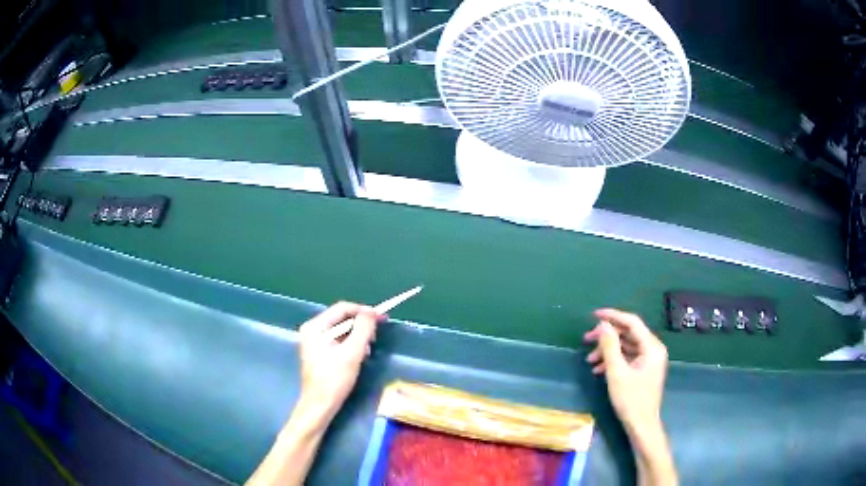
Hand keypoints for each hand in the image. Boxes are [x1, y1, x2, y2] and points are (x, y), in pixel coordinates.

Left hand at [295, 302, 385, 428]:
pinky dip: (351, 345)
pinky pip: (339, 341)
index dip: (363, 311)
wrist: (320, 405)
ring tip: (368, 350)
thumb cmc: (334, 379)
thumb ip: (363, 329)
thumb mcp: (352, 353)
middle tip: (376, 337)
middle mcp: (313, 330)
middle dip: (361, 326)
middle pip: (342, 319)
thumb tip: (371, 311)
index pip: (342, 308)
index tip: (382, 318)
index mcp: (315, 327)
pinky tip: (360, 356)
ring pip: (342, 330)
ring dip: (358, 337)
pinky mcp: (320, 352)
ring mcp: (315, 341)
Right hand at [584, 309, 667, 432]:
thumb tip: (603, 325)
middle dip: (607, 336)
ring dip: (607, 350)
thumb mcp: (616, 372)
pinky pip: (627, 357)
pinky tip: (598, 369)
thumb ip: (610, 346)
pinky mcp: (644, 369)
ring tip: (589, 360)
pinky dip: (613, 360)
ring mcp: (649, 360)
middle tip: (586, 340)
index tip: (593, 315)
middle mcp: (653, 349)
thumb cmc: (630, 400)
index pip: (632, 322)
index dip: (613, 316)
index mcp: (651, 347)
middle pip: (628, 334)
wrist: (641, 425)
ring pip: (626, 346)